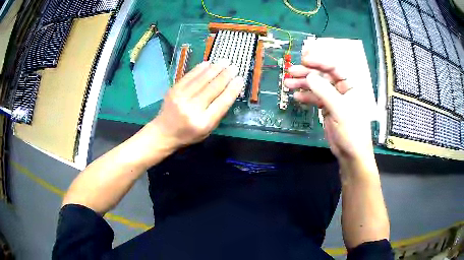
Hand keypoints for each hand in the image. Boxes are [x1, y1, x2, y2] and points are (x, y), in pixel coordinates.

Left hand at [150, 61, 243, 149]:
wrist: (163, 132)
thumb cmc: (188, 134)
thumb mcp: (207, 130)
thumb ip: (218, 113)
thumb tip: (229, 91)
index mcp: (203, 122)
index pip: (222, 102)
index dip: (233, 89)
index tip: (240, 79)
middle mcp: (192, 109)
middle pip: (213, 88)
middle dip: (226, 75)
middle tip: (234, 67)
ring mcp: (181, 98)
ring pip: (202, 79)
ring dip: (215, 68)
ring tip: (225, 61)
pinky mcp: (173, 90)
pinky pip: (189, 76)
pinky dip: (200, 68)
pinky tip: (208, 63)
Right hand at [284, 55, 374, 166]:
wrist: (351, 154)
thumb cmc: (352, 131)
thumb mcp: (339, 110)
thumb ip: (324, 91)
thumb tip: (308, 76)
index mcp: (350, 85)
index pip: (334, 67)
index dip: (319, 62)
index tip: (304, 60)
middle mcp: (342, 89)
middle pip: (323, 75)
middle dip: (307, 73)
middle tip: (291, 71)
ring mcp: (334, 98)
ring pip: (317, 86)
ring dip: (303, 84)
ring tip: (288, 83)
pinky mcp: (327, 108)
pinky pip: (315, 98)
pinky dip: (306, 97)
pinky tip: (296, 96)